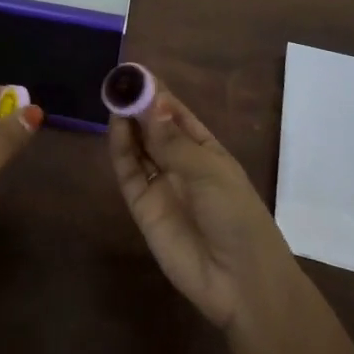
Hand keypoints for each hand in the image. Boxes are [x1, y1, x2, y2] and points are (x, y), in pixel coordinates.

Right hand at [109, 77, 298, 330]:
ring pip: (138, 147)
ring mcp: (161, 185)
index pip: (177, 115)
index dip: (157, 94)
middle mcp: (181, 164)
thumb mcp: (209, 172)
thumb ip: (173, 141)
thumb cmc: (236, 217)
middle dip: (138, 105)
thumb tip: (148, 102)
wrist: (239, 282)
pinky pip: (129, 172)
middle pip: (154, 128)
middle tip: (118, 81)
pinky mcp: (143, 207)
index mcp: (207, 151)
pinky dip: (121, 149)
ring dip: (127, 123)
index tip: (137, 72)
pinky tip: (116, 127)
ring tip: (114, 97)